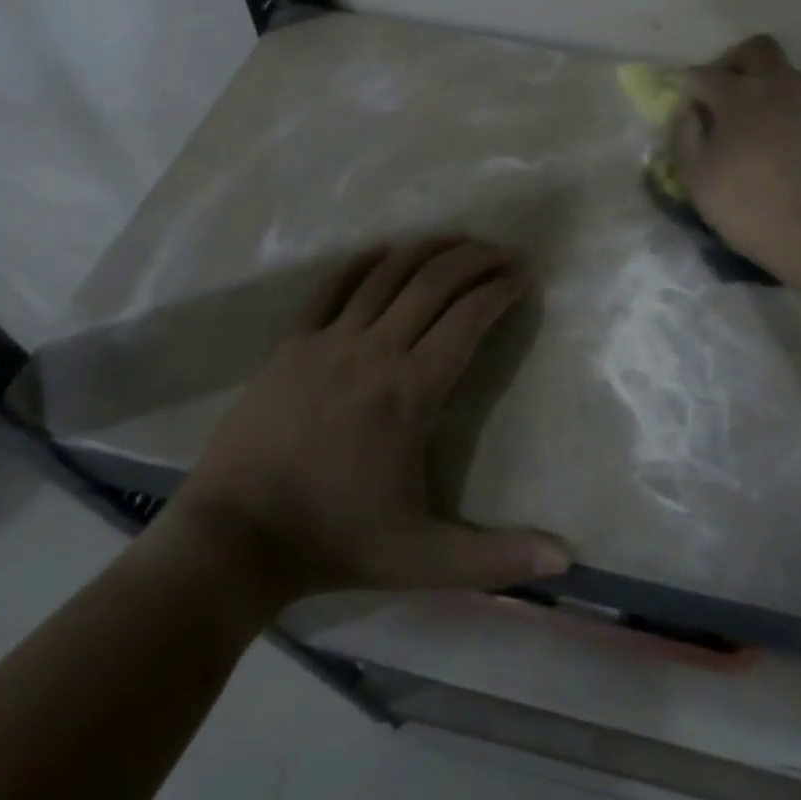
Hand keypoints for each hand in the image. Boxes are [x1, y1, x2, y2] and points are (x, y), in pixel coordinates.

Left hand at [167, 237, 571, 600]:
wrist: (234, 539)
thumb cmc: (334, 541)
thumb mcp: (422, 559)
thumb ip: (496, 558)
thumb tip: (566, 560)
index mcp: (411, 391)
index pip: (468, 320)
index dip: (500, 290)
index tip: (522, 276)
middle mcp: (374, 350)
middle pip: (433, 283)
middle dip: (474, 259)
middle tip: (502, 252)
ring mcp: (328, 341)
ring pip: (387, 274)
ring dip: (426, 249)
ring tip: (455, 239)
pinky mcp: (291, 343)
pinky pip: (331, 287)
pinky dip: (362, 262)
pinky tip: (382, 250)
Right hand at [673, 35, 800, 261]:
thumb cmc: (741, 201)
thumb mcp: (694, 172)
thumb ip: (683, 133)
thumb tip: (688, 110)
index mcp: (738, 95)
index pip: (703, 74)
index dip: (683, 82)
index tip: (673, 93)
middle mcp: (774, 86)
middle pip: (755, 50)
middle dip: (731, 61)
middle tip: (716, 91)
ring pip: (780, 69)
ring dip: (758, 79)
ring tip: (741, 114)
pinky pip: (795, 93)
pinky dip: (776, 100)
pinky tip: (764, 131)